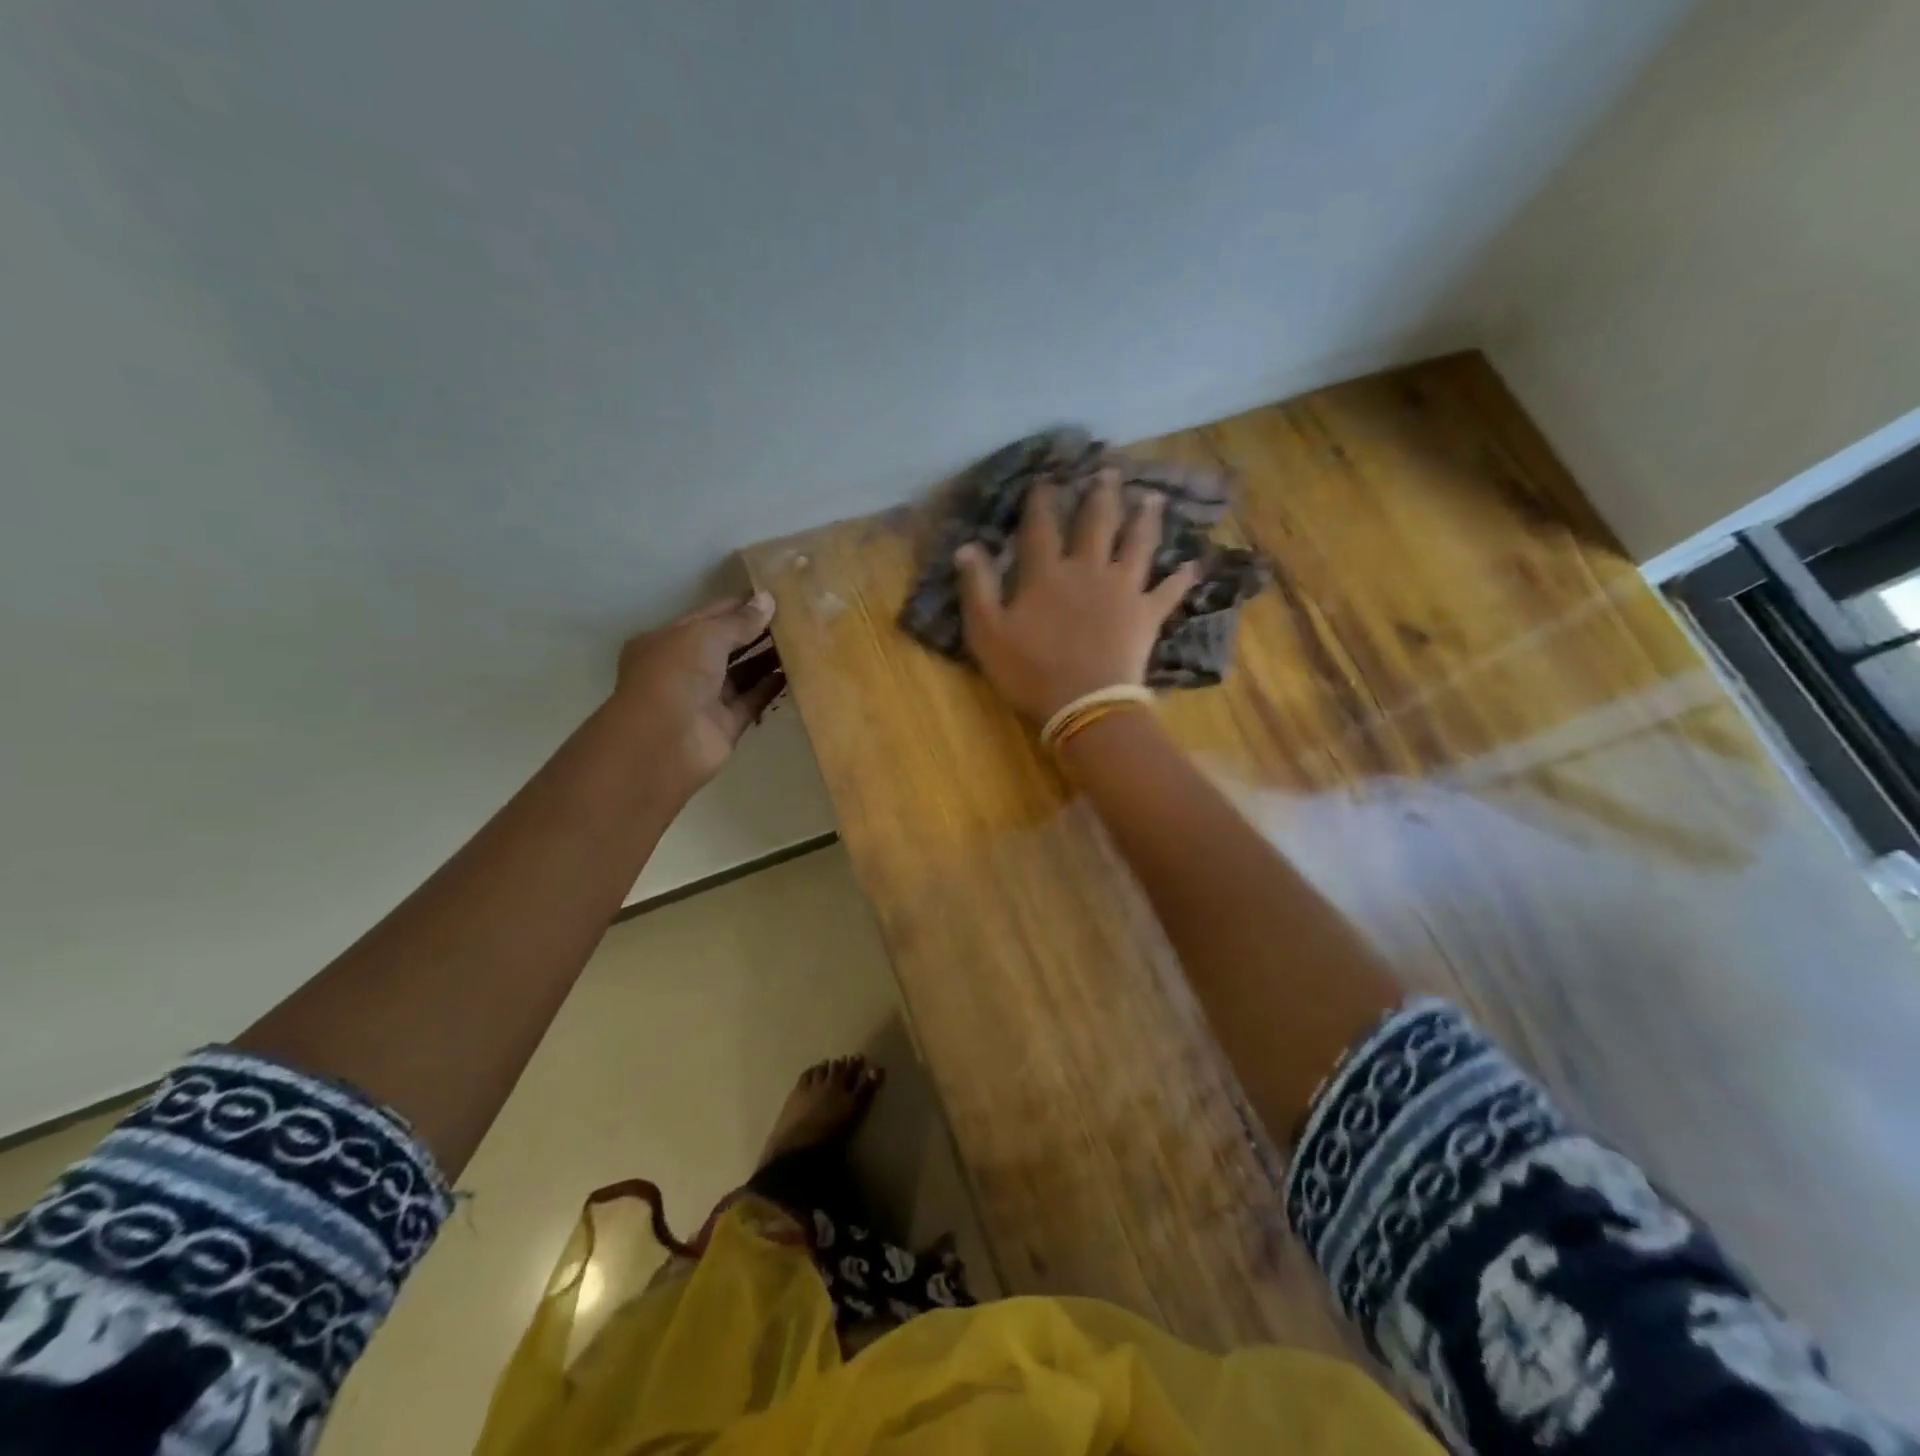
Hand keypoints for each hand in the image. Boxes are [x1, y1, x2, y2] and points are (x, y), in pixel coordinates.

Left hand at [612, 591, 785, 789]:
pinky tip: (797, 672)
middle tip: (798, 616)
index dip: (741, 605)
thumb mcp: (704, 636)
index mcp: (667, 641)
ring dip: (769, 658)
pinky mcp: (726, 724)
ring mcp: (706, 698)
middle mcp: (685, 668)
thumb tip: (768, 600)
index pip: (709, 616)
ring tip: (804, 640)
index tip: (777, 595)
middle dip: (758, 631)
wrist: (664, 743)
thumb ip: (739, 621)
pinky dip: (772, 687)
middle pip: (728, 645)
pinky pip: (753, 700)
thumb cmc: (675, 676)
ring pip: (743, 673)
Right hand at [956, 470, 1198, 722]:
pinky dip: (1181, 578)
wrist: (1084, 704)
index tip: (1045, 479)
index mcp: (1047, 575)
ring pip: (1137, 545)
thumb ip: (977, 588)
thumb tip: (967, 546)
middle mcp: (1088, 571)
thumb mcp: (987, 633)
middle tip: (1109, 470)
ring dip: (1145, 519)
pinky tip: (1193, 565)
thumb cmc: (1030, 671)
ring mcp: (1123, 590)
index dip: (1042, 502)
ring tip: (1152, 498)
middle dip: (1101, 495)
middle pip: (1097, 524)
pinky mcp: (1147, 615)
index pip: (1042, 528)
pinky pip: (1168, 592)